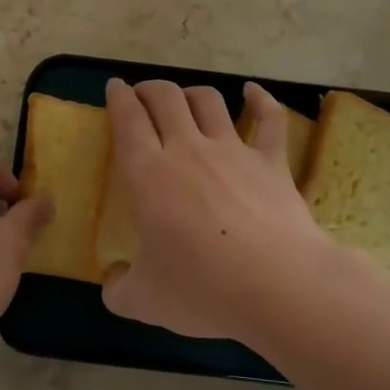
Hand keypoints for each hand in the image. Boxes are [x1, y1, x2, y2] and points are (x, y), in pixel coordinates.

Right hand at [102, 79, 341, 341]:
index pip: (127, 119)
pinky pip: (269, 119)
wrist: (277, 287)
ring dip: (192, 93)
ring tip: (185, 99)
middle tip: (143, 95)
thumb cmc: (202, 290)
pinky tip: (253, 92)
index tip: (114, 88)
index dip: (118, 97)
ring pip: (208, 100)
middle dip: (150, 89)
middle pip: (165, 97)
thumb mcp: (142, 301)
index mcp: (148, 174)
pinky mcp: (272, 161)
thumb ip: (118, 288)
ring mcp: (233, 150)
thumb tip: (113, 280)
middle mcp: (188, 149)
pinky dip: (261, 99)